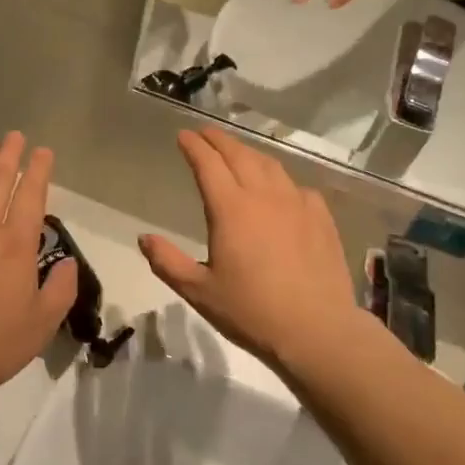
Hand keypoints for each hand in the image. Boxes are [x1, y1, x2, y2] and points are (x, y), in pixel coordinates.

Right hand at [138, 127, 357, 369]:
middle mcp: (263, 196)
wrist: (317, 330)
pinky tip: (280, 189)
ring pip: (269, 165)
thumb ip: (168, 262)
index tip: (183, 135)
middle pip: (238, 154)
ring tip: (238, 153)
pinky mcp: (321, 217)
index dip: (194, 146)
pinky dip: (281, 180)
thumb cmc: (252, 312)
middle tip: (205, 134)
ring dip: (249, 153)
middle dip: (219, 140)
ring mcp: (296, 203)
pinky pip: (297, 186)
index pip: (208, 163)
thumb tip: (144, 239)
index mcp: (230, 209)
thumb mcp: (199, 292)